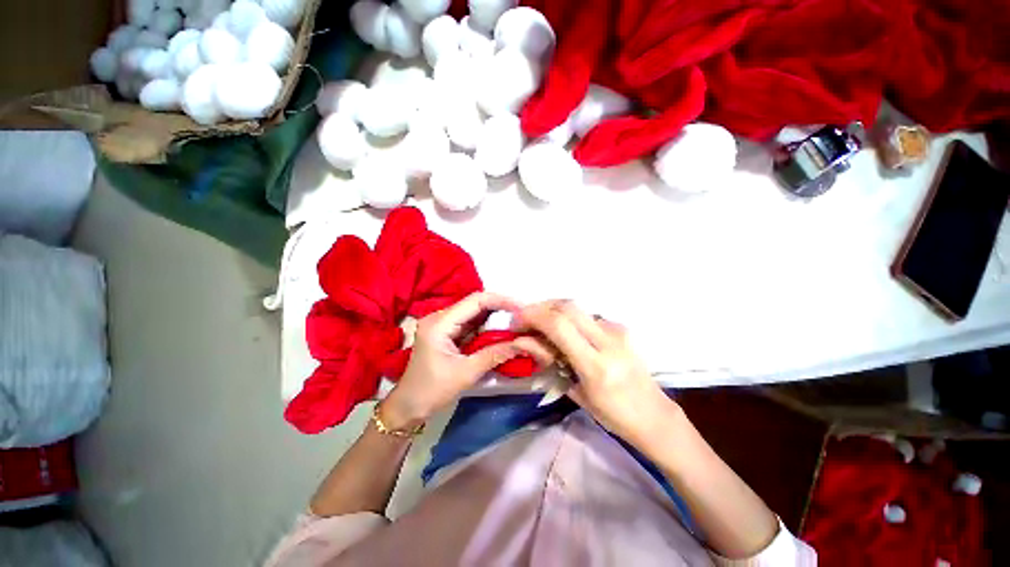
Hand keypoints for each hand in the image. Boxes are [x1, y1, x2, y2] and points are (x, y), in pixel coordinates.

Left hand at [381, 292, 552, 429]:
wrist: (408, 406)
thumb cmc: (432, 391)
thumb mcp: (466, 373)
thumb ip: (494, 355)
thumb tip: (522, 344)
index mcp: (440, 323)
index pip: (475, 301)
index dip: (500, 300)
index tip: (521, 308)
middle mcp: (440, 317)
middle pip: (474, 303)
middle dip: (500, 307)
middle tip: (522, 314)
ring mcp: (442, 323)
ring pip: (474, 312)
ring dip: (495, 315)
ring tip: (516, 320)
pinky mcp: (446, 332)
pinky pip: (470, 323)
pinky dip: (487, 325)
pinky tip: (501, 329)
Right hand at [515, 300, 675, 443]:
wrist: (655, 416)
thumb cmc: (613, 415)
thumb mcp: (576, 393)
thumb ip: (550, 362)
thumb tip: (524, 341)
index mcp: (596, 366)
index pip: (559, 325)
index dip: (533, 316)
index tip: (516, 322)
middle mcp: (609, 341)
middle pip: (567, 306)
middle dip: (540, 307)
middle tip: (525, 318)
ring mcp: (618, 331)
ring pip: (577, 308)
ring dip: (553, 311)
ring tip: (540, 324)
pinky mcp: (622, 328)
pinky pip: (587, 316)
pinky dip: (569, 318)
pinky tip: (565, 331)